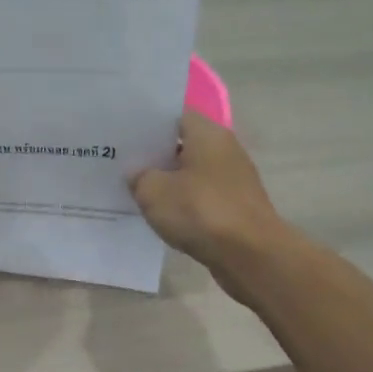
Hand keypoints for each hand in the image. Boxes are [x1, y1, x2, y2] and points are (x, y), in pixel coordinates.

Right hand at [132, 111, 290, 284]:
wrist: (249, 255)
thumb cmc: (200, 211)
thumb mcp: (153, 192)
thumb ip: (139, 177)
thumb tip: (138, 174)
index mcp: (207, 134)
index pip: (174, 116)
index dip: (148, 124)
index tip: (124, 134)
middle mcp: (225, 150)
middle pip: (184, 144)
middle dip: (155, 154)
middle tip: (123, 163)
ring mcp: (233, 180)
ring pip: (192, 173)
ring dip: (169, 182)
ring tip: (136, 190)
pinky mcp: (236, 207)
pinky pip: (202, 197)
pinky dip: (184, 203)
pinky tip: (162, 215)